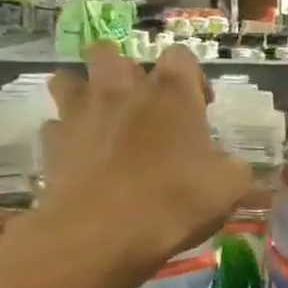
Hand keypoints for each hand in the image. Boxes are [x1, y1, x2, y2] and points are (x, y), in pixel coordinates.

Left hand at [39, 44, 251, 284]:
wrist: (103, 234)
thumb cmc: (175, 202)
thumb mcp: (230, 189)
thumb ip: (234, 168)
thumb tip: (231, 166)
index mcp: (172, 93)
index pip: (181, 57)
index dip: (193, 78)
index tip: (201, 107)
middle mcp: (122, 90)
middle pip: (112, 54)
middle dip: (127, 72)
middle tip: (144, 105)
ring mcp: (80, 112)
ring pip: (69, 78)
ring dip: (85, 91)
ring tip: (103, 118)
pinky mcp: (52, 142)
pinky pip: (56, 125)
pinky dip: (68, 135)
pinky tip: (83, 156)